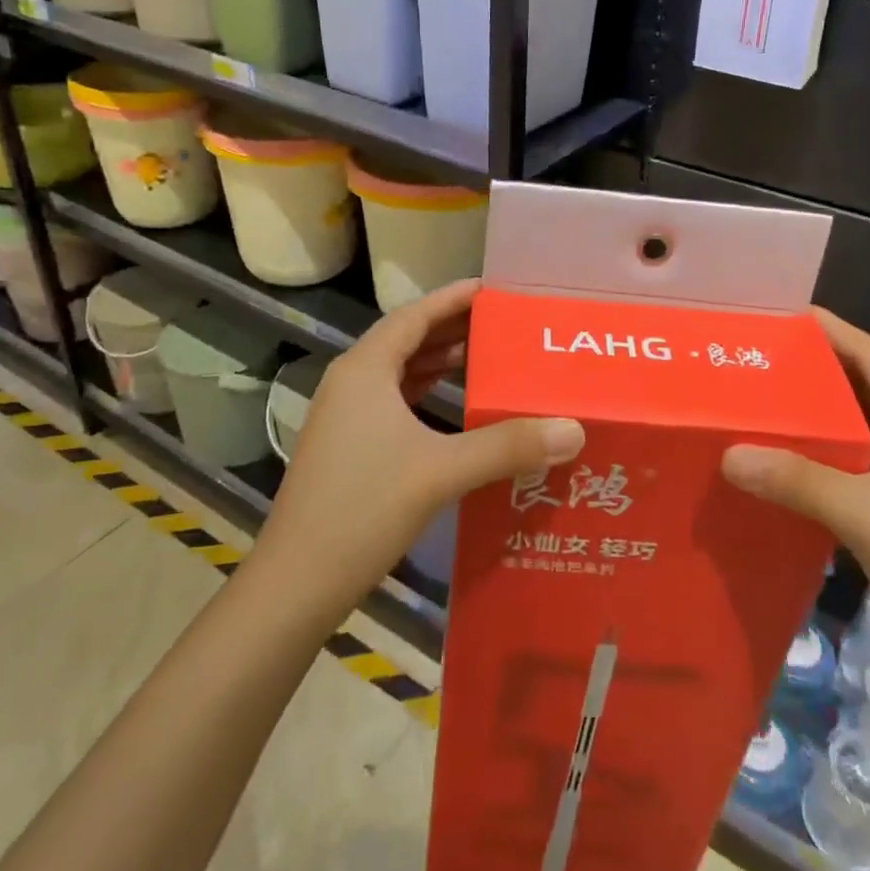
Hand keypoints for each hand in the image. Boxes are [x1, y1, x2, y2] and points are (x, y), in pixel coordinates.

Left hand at [256, 279, 585, 608]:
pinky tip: (453, 405)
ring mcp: (345, 416)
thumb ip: (507, 446)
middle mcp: (351, 382)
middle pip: (406, 339)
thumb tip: (573, 429)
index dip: (453, 299)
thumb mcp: (441, 471)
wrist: (296, 582)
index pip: (414, 315)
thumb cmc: (364, 509)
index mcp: (365, 370)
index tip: (492, 288)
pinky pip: (393, 400)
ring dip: (438, 361)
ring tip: (485, 355)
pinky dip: (425, 392)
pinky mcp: (347, 446)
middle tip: (501, 323)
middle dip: (452, 328)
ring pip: (398, 372)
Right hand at [720, 308, 869, 688]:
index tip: (791, 314)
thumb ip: (795, 479)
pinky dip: (819, 453)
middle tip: (766, 355)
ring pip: (858, 428)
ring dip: (818, 414)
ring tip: (765, 397)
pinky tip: (781, 456)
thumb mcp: (861, 513)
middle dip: (819, 369)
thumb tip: (729, 454)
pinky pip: (852, 463)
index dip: (837, 332)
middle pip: (866, 389)